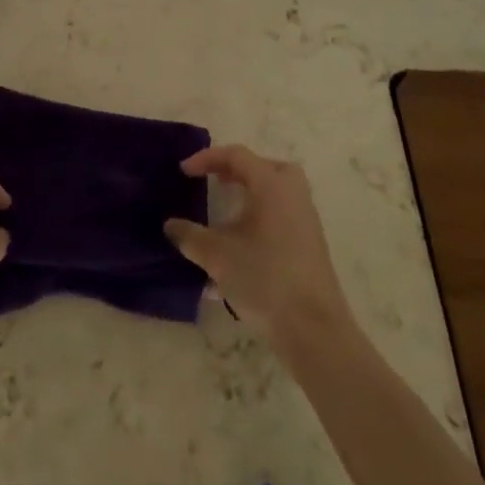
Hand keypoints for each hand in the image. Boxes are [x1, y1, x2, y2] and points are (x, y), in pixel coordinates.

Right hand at [165, 145, 352, 355]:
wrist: (314, 328)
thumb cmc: (264, 278)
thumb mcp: (217, 256)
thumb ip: (190, 236)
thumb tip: (171, 226)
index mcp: (271, 185)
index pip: (236, 155)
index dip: (207, 158)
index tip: (184, 172)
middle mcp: (292, 194)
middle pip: (265, 166)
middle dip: (238, 170)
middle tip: (216, 181)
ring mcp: (306, 219)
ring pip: (277, 191)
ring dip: (251, 194)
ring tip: (228, 210)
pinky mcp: (311, 244)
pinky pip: (283, 214)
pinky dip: (262, 215)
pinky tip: (243, 243)